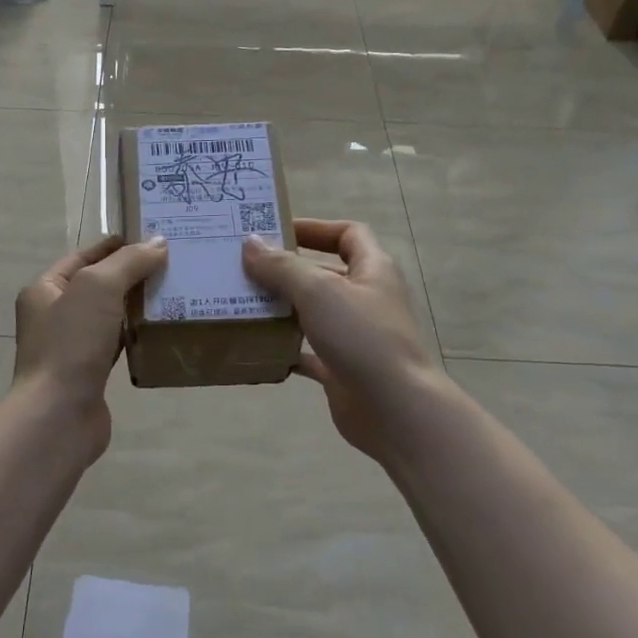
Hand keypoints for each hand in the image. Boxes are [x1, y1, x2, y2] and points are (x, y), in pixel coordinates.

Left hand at [13, 235, 168, 449]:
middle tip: (173, 265)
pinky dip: (137, 336)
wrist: (59, 415)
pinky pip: (117, 345)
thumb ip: (128, 262)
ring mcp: (71, 347)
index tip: (153, 238)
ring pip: (109, 317)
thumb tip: (158, 243)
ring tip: (175, 294)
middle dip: (131, 275)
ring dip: (137, 307)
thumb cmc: (71, 343)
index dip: (116, 246)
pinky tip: (161, 331)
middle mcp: (53, 316)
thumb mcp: (98, 288)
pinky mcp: (89, 374)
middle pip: (98, 286)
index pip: (83, 257)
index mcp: (44, 290)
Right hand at [242, 220, 444, 464]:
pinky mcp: (342, 369)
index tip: (275, 231)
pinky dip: (283, 349)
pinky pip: (307, 352)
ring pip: (313, 314)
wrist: (395, 408)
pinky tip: (255, 347)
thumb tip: (250, 242)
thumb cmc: (362, 337)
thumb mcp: (318, 291)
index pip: (348, 234)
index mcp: (372, 270)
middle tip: (245, 268)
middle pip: (324, 273)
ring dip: (281, 309)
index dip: (315, 228)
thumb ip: (282, 266)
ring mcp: (355, 336)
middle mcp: (366, 299)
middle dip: (287, 270)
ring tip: (242, 303)